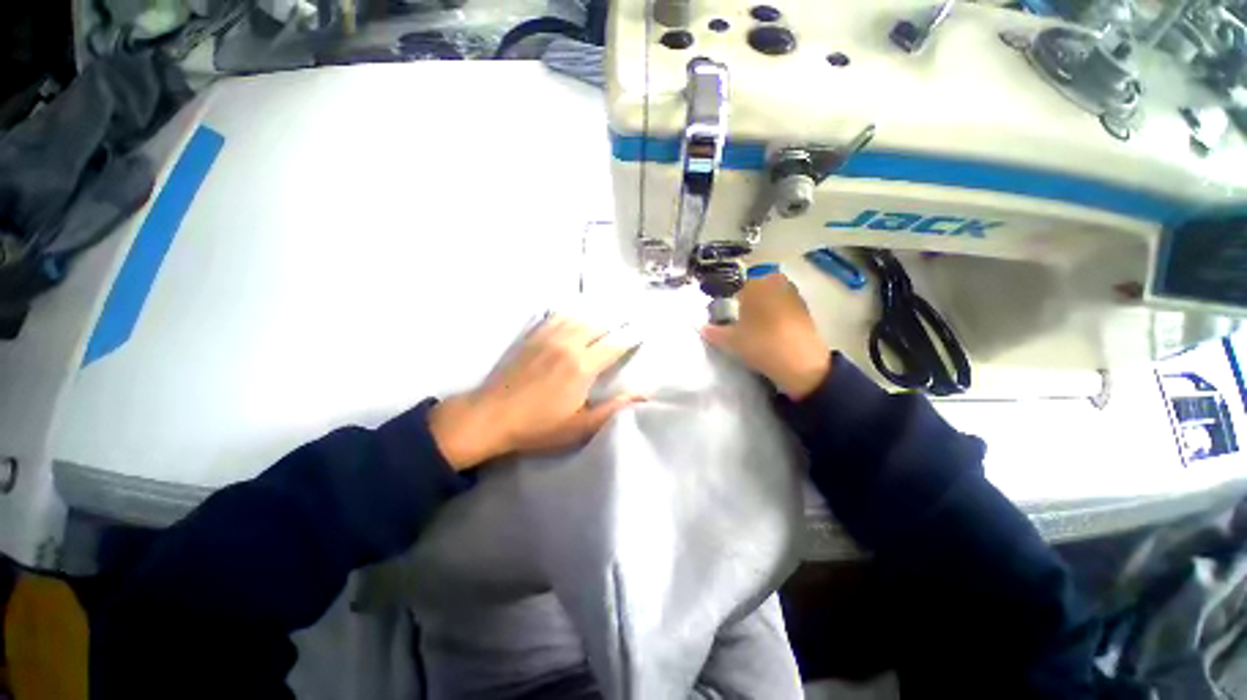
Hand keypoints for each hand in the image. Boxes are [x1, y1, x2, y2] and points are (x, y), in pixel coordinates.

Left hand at [429, 317, 642, 470]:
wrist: (491, 416)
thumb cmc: (538, 427)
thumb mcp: (580, 427)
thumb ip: (612, 408)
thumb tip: (643, 393)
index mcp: (582, 366)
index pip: (615, 344)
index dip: (632, 336)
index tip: (643, 331)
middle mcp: (568, 344)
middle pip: (599, 324)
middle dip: (618, 322)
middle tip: (630, 320)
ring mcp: (548, 337)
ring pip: (580, 317)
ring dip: (597, 315)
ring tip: (609, 315)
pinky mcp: (533, 337)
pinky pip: (557, 316)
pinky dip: (572, 312)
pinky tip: (576, 313)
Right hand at [701, 273, 830, 400]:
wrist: (801, 363)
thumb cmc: (761, 344)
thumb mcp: (731, 340)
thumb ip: (714, 332)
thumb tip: (702, 327)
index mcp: (755, 285)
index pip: (737, 285)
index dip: (730, 299)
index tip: (727, 313)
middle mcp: (776, 283)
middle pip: (756, 287)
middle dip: (749, 299)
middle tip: (740, 318)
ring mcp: (793, 295)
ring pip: (772, 295)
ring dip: (764, 306)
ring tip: (755, 326)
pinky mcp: (805, 309)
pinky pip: (784, 306)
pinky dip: (777, 314)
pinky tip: (771, 331)